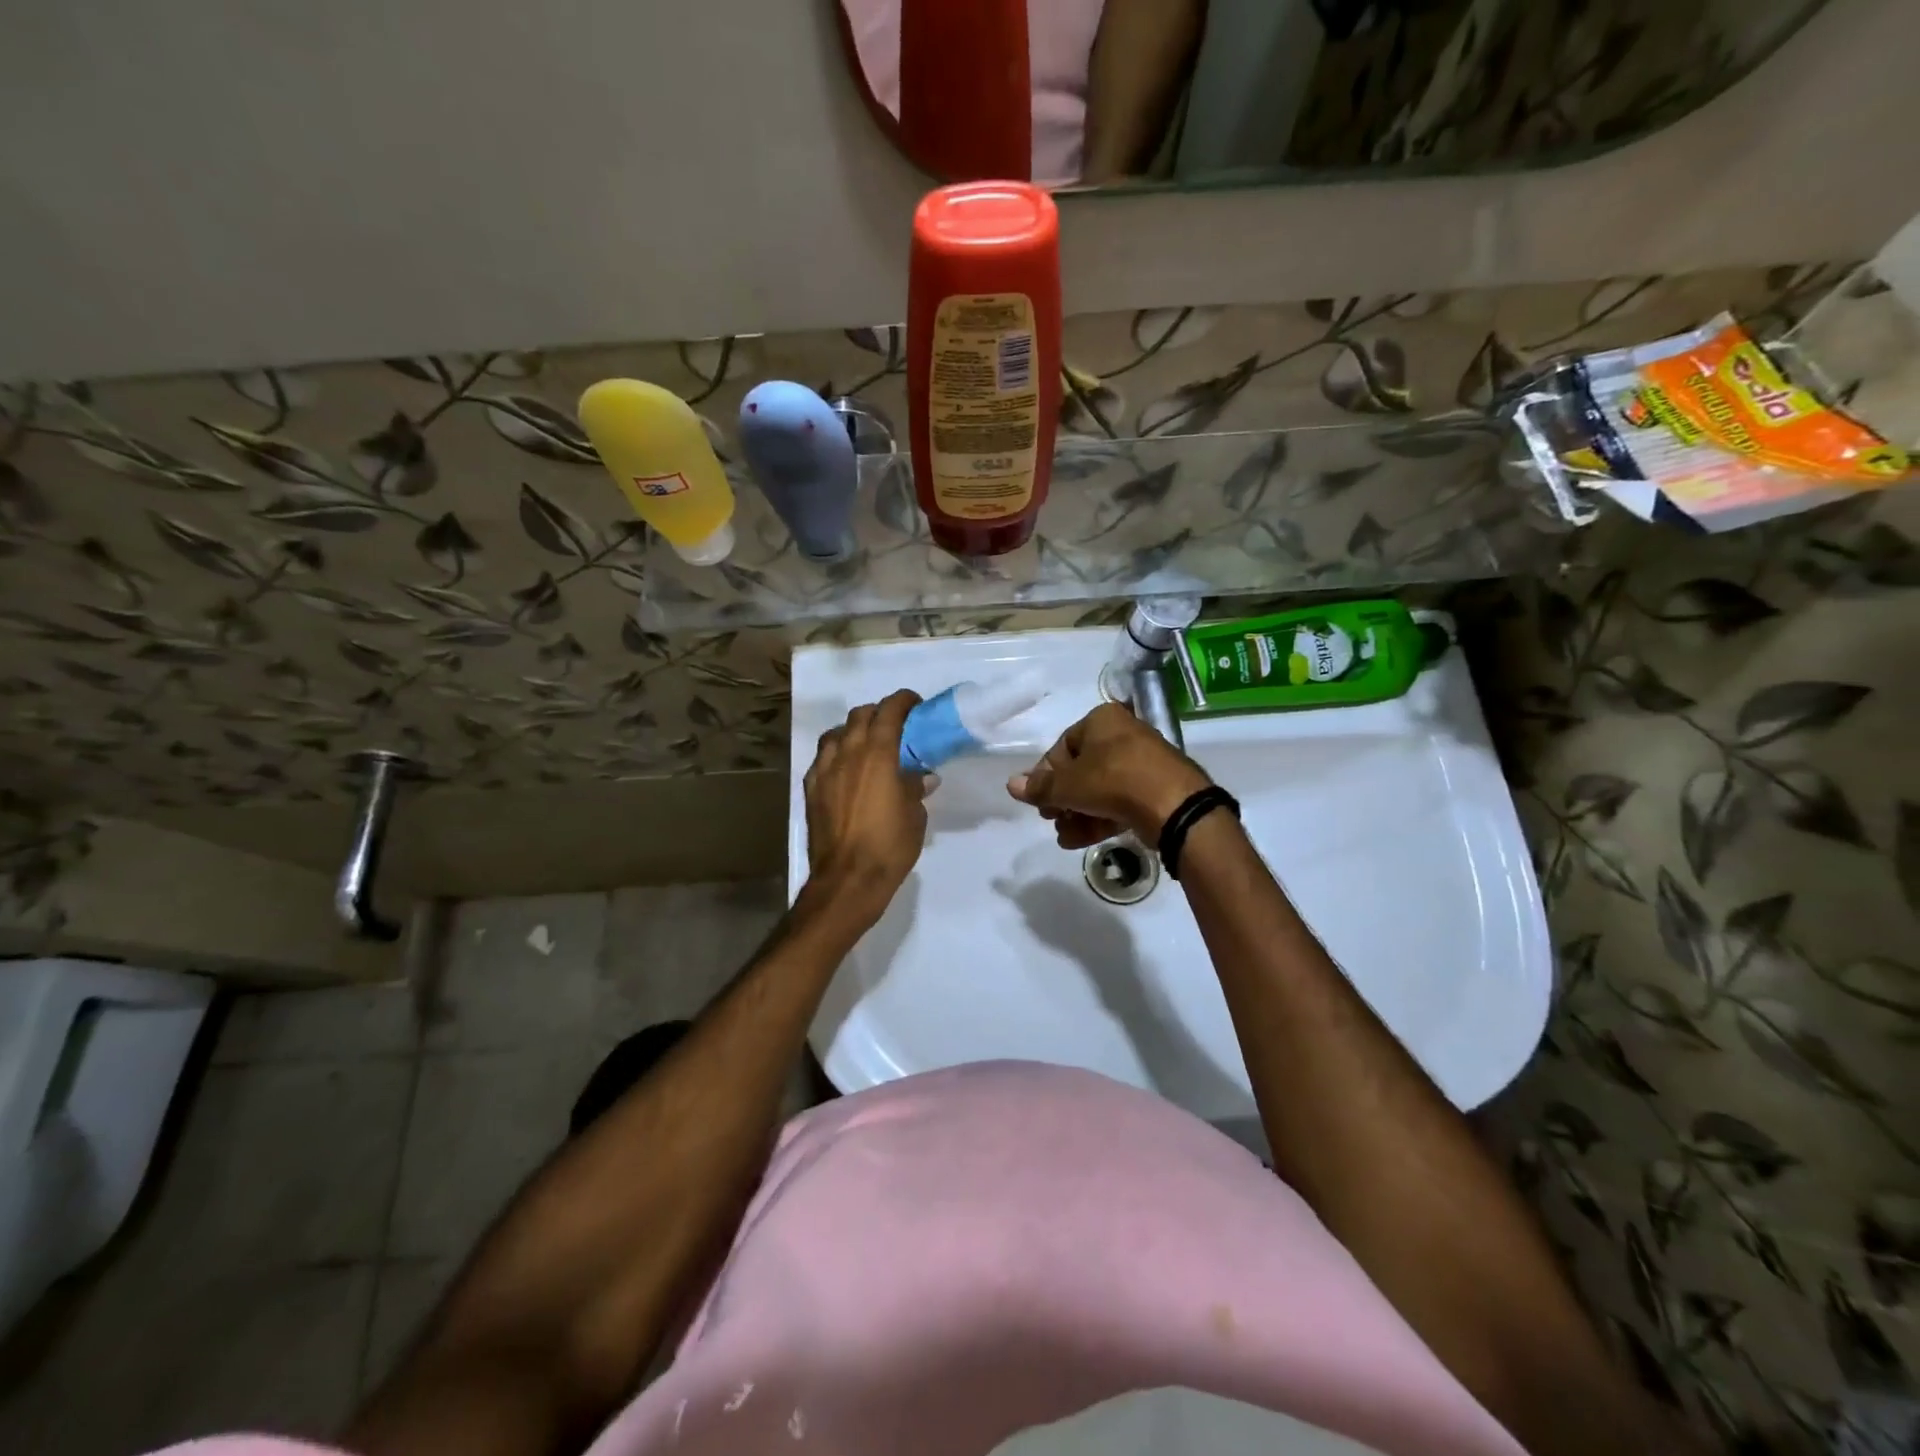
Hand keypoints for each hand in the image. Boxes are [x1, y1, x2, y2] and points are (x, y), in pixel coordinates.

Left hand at [803, 690, 932, 919]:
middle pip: (860, 715)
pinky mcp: (810, 788)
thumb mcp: (914, 815)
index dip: (903, 701)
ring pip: (837, 733)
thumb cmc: (889, 846)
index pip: (889, 711)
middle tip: (894, 725)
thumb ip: (915, 787)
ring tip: (866, 744)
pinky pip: (822, 758)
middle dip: (878, 712)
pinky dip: (836, 753)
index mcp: (878, 754)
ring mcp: (824, 769)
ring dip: (853, 730)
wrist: (847, 878)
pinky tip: (845, 769)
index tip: (915, 704)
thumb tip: (920, 776)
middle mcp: (848, 753)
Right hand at [1007, 702, 1211, 849]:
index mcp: (1101, 720)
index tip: (1038, 800)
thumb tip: (1011, 784)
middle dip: (1062, 798)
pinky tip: (1079, 840)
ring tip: (1064, 835)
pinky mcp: (1155, 790)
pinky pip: (1119, 801)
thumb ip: (1039, 787)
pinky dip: (1098, 818)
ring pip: (1099, 788)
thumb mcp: (1068, 785)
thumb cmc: (1113, 781)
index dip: (1046, 776)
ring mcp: (1142, 763)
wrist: (1174, 805)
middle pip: (1081, 769)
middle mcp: (1123, 735)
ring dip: (1077, 813)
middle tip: (1051, 818)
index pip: (1062, 747)